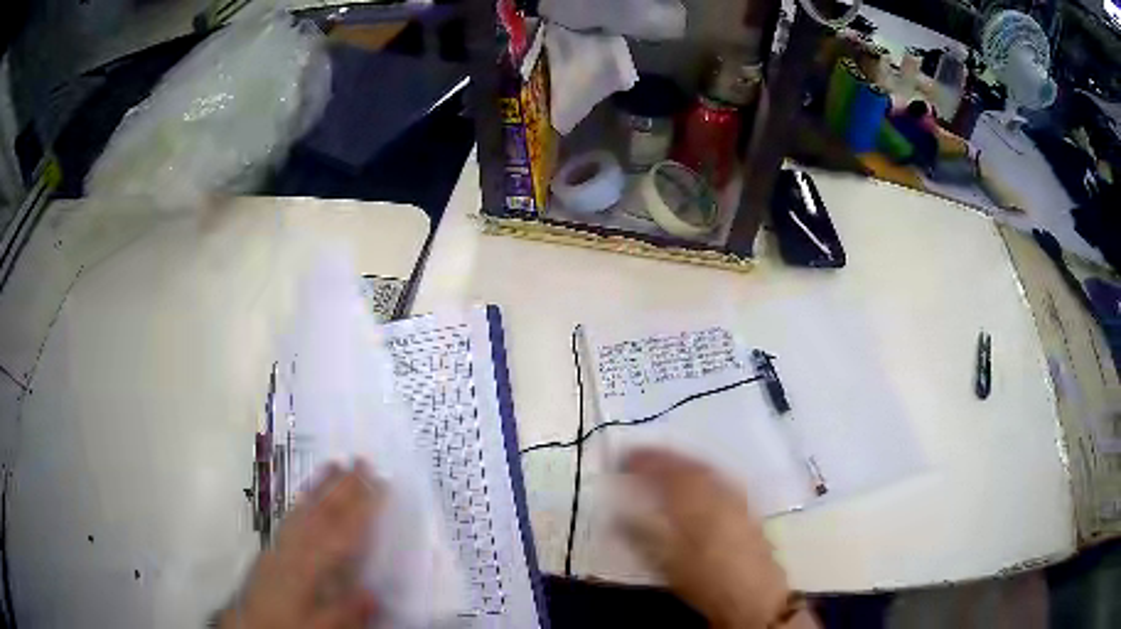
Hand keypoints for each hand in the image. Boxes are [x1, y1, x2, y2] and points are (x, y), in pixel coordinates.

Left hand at [220, 462, 382, 628]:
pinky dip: (300, 501)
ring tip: (335, 465)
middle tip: (361, 462)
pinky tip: (306, 495)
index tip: (380, 485)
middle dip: (343, 487)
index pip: (341, 533)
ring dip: (321, 486)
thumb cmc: (288, 626)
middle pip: (321, 514)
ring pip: (303, 511)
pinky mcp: (272, 549)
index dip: (363, 508)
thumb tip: (373, 593)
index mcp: (308, 567)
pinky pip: (289, 518)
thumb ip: (346, 610)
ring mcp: (280, 546)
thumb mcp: (322, 627)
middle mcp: (293, 549)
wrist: (249, 625)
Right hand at [617, 449, 797, 628]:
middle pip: (689, 466)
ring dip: (684, 463)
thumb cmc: (703, 581)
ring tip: (666, 464)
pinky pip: (721, 479)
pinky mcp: (747, 507)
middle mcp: (717, 493)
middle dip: (664, 458)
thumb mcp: (665, 563)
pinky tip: (698, 481)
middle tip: (643, 457)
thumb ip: (640, 535)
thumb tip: (616, 516)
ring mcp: (736, 498)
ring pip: (708, 470)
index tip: (625, 458)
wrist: (752, 594)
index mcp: (694, 505)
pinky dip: (704, 473)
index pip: (666, 473)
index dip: (645, 462)